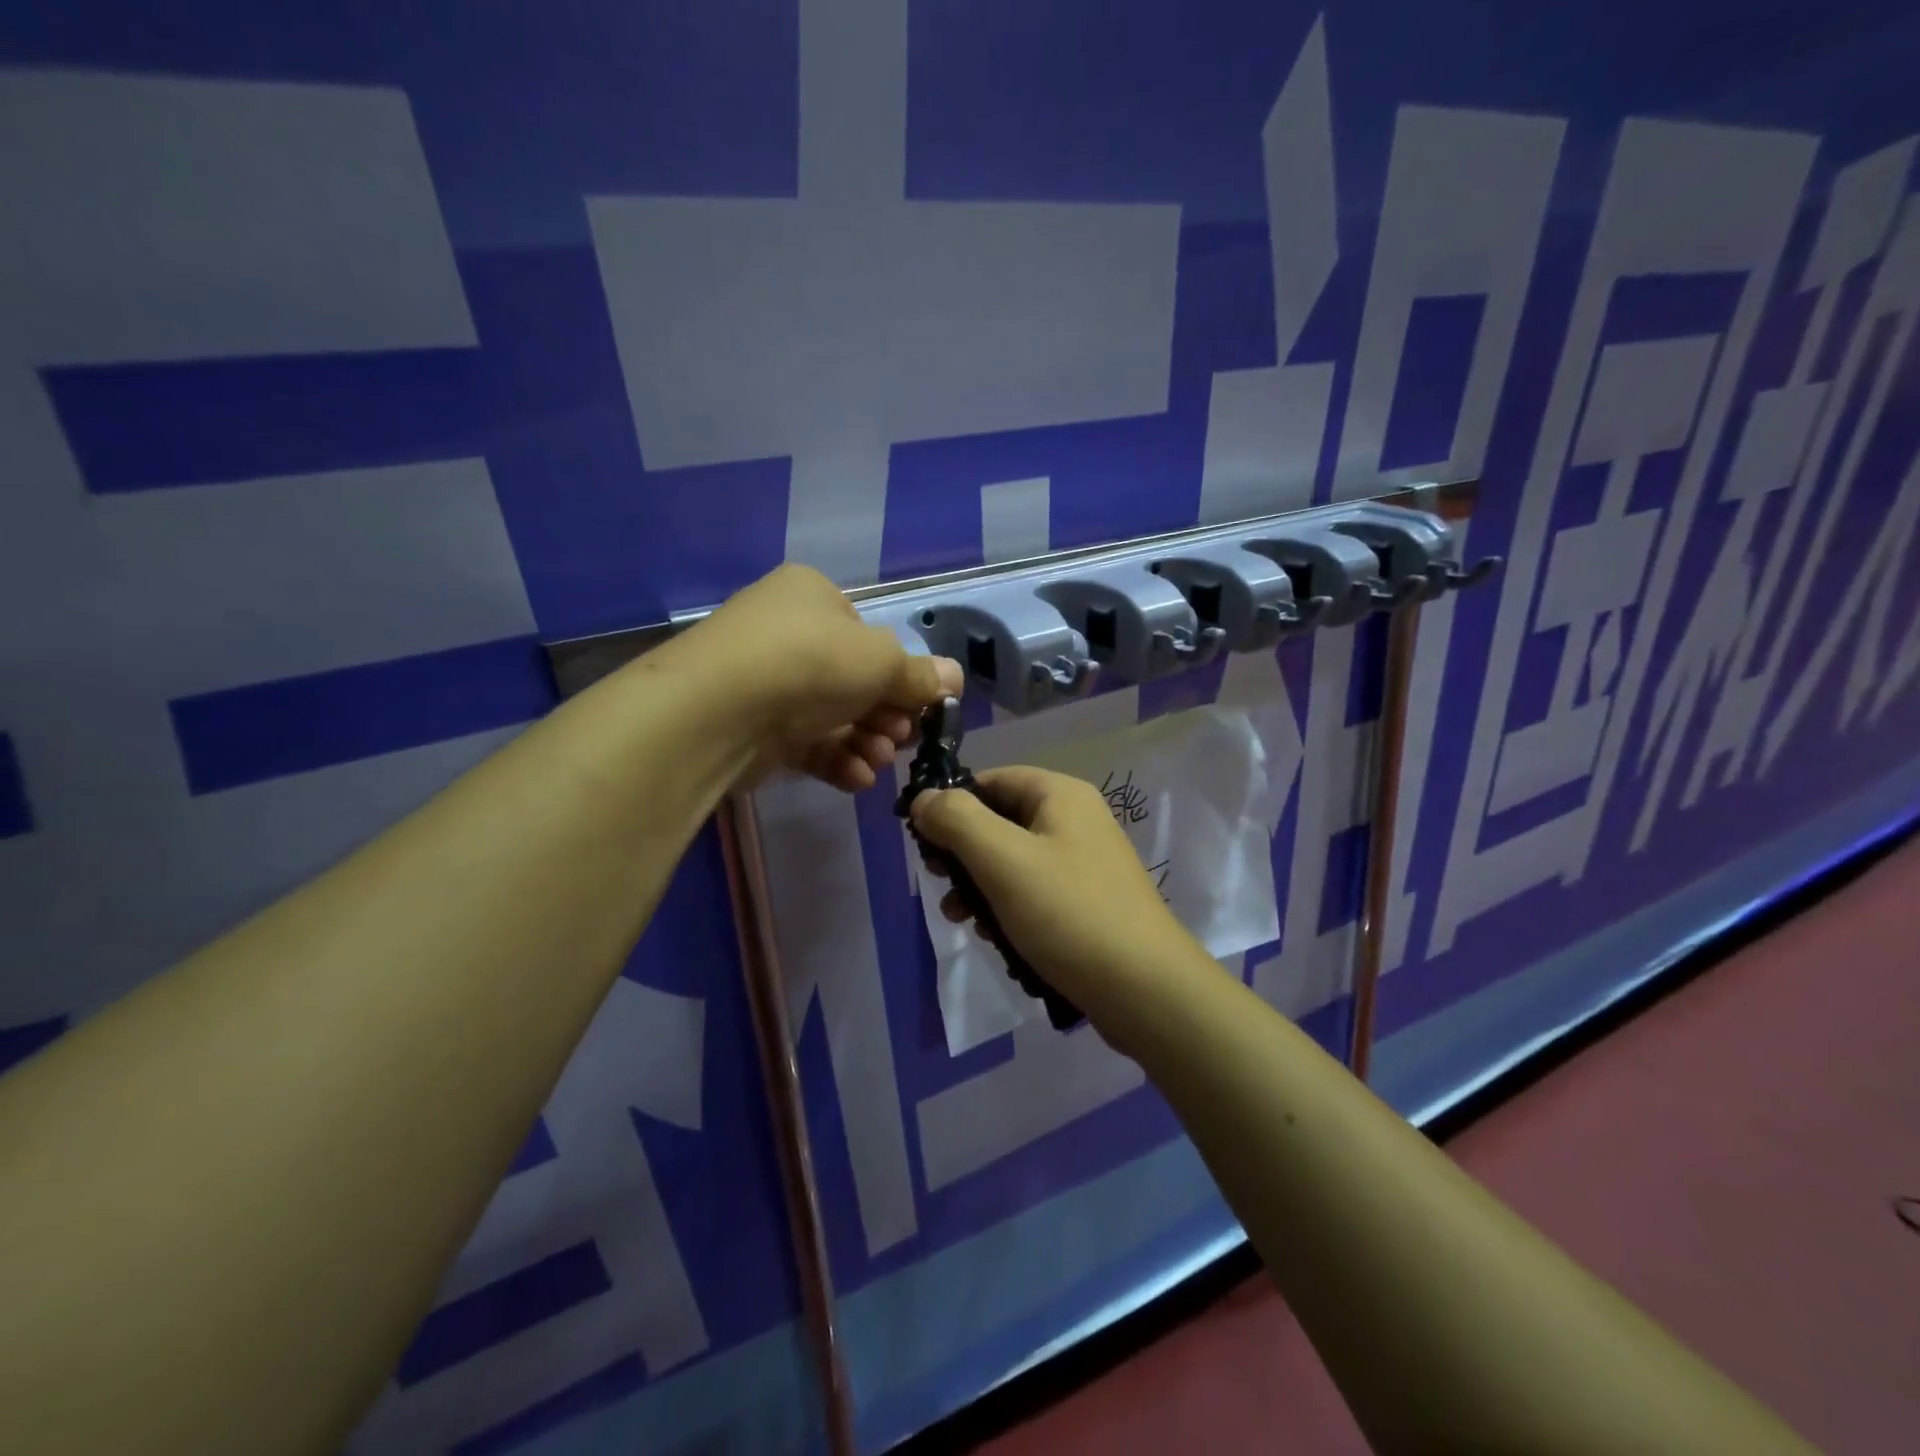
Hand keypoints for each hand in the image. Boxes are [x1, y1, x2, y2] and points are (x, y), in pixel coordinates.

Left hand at [683, 564, 962, 791]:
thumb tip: (955, 677)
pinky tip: (856, 779)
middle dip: (885, 715)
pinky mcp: (752, 726)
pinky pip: (804, 740)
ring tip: (878, 761)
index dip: (898, 674)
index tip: (920, 707)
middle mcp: (786, 632)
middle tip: (901, 740)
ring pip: (831, 714)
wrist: (718, 710)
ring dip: (865, 741)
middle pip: (853, 679)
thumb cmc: (811, 663)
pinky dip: (834, 758)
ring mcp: (764, 680)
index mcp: (812, 596)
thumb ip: (920, 675)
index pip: (867, 635)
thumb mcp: (881, 663)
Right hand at [910, 766, 1205, 1030]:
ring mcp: (1084, 862)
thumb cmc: (1068, 913)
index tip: (922, 844)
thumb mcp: (1002, 859)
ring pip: (1012, 861)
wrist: (1145, 990)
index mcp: (1060, 795)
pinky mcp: (1087, 902)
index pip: (990, 780)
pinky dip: (1008, 909)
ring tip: (962, 920)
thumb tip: (922, 799)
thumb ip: (956, 820)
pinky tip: (997, 939)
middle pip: (999, 821)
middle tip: (940, 886)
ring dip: (980, 887)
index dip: (951, 805)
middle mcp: (1075, 820)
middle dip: (963, 854)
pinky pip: (1033, 892)